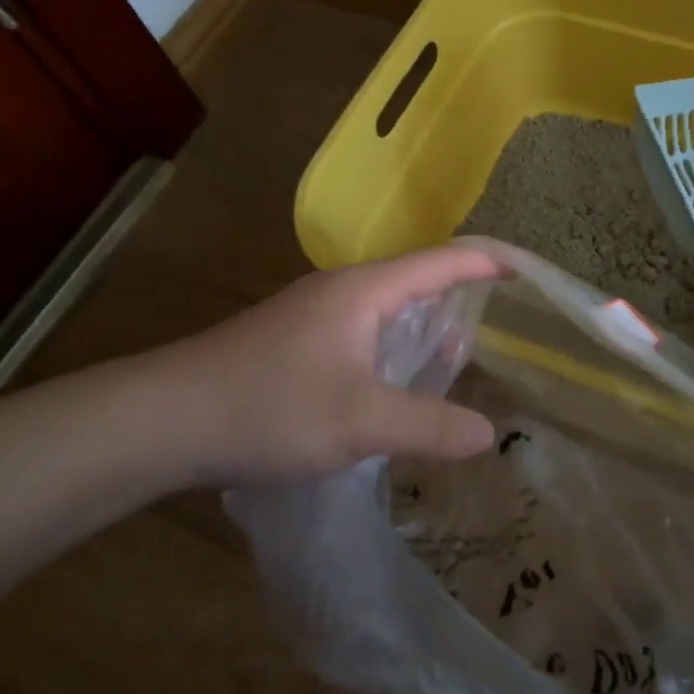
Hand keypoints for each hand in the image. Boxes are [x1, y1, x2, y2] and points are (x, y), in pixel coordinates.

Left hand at [105, 246, 502, 489]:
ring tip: (460, 358)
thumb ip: (428, 425)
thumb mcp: (359, 421)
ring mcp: (312, 315)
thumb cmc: (269, 407)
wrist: (163, 420)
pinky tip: (395, 385)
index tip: (530, 270)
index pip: (442, 260)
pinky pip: (361, 333)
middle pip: (416, 281)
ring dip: (424, 328)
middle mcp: (341, 291)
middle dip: (462, 297)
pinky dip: (393, 349)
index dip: (489, 261)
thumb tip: (488, 433)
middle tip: (505, 326)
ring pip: (386, 310)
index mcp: (364, 290)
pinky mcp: (293, 343)